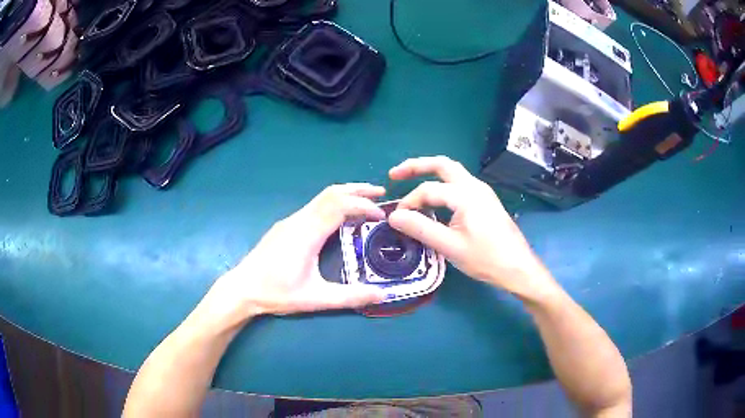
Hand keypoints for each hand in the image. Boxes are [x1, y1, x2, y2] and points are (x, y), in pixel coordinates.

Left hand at [205, 184, 386, 321]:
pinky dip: (333, 203)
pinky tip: (340, 217)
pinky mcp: (285, 226)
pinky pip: (314, 206)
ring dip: (345, 195)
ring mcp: (290, 221)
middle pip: (331, 193)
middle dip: (358, 189)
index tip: (382, 215)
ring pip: (321, 197)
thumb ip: (350, 297)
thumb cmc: (277, 293)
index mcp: (307, 234)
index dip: (364, 206)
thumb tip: (382, 295)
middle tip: (381, 193)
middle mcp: (299, 220)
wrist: (242, 288)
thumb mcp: (315, 299)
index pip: (340, 206)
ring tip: (366, 202)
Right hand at [387, 156, 553, 297]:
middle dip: (416, 166)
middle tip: (394, 174)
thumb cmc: (486, 259)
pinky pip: (460, 183)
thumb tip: (394, 216)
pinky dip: (442, 183)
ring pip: (453, 172)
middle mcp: (475, 186)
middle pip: (442, 165)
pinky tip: (436, 197)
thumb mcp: (450, 246)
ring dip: (431, 172)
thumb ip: (420, 229)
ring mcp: (483, 192)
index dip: (409, 202)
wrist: (518, 267)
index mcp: (465, 195)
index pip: (428, 190)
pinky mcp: (486, 201)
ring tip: (411, 179)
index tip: (398, 219)